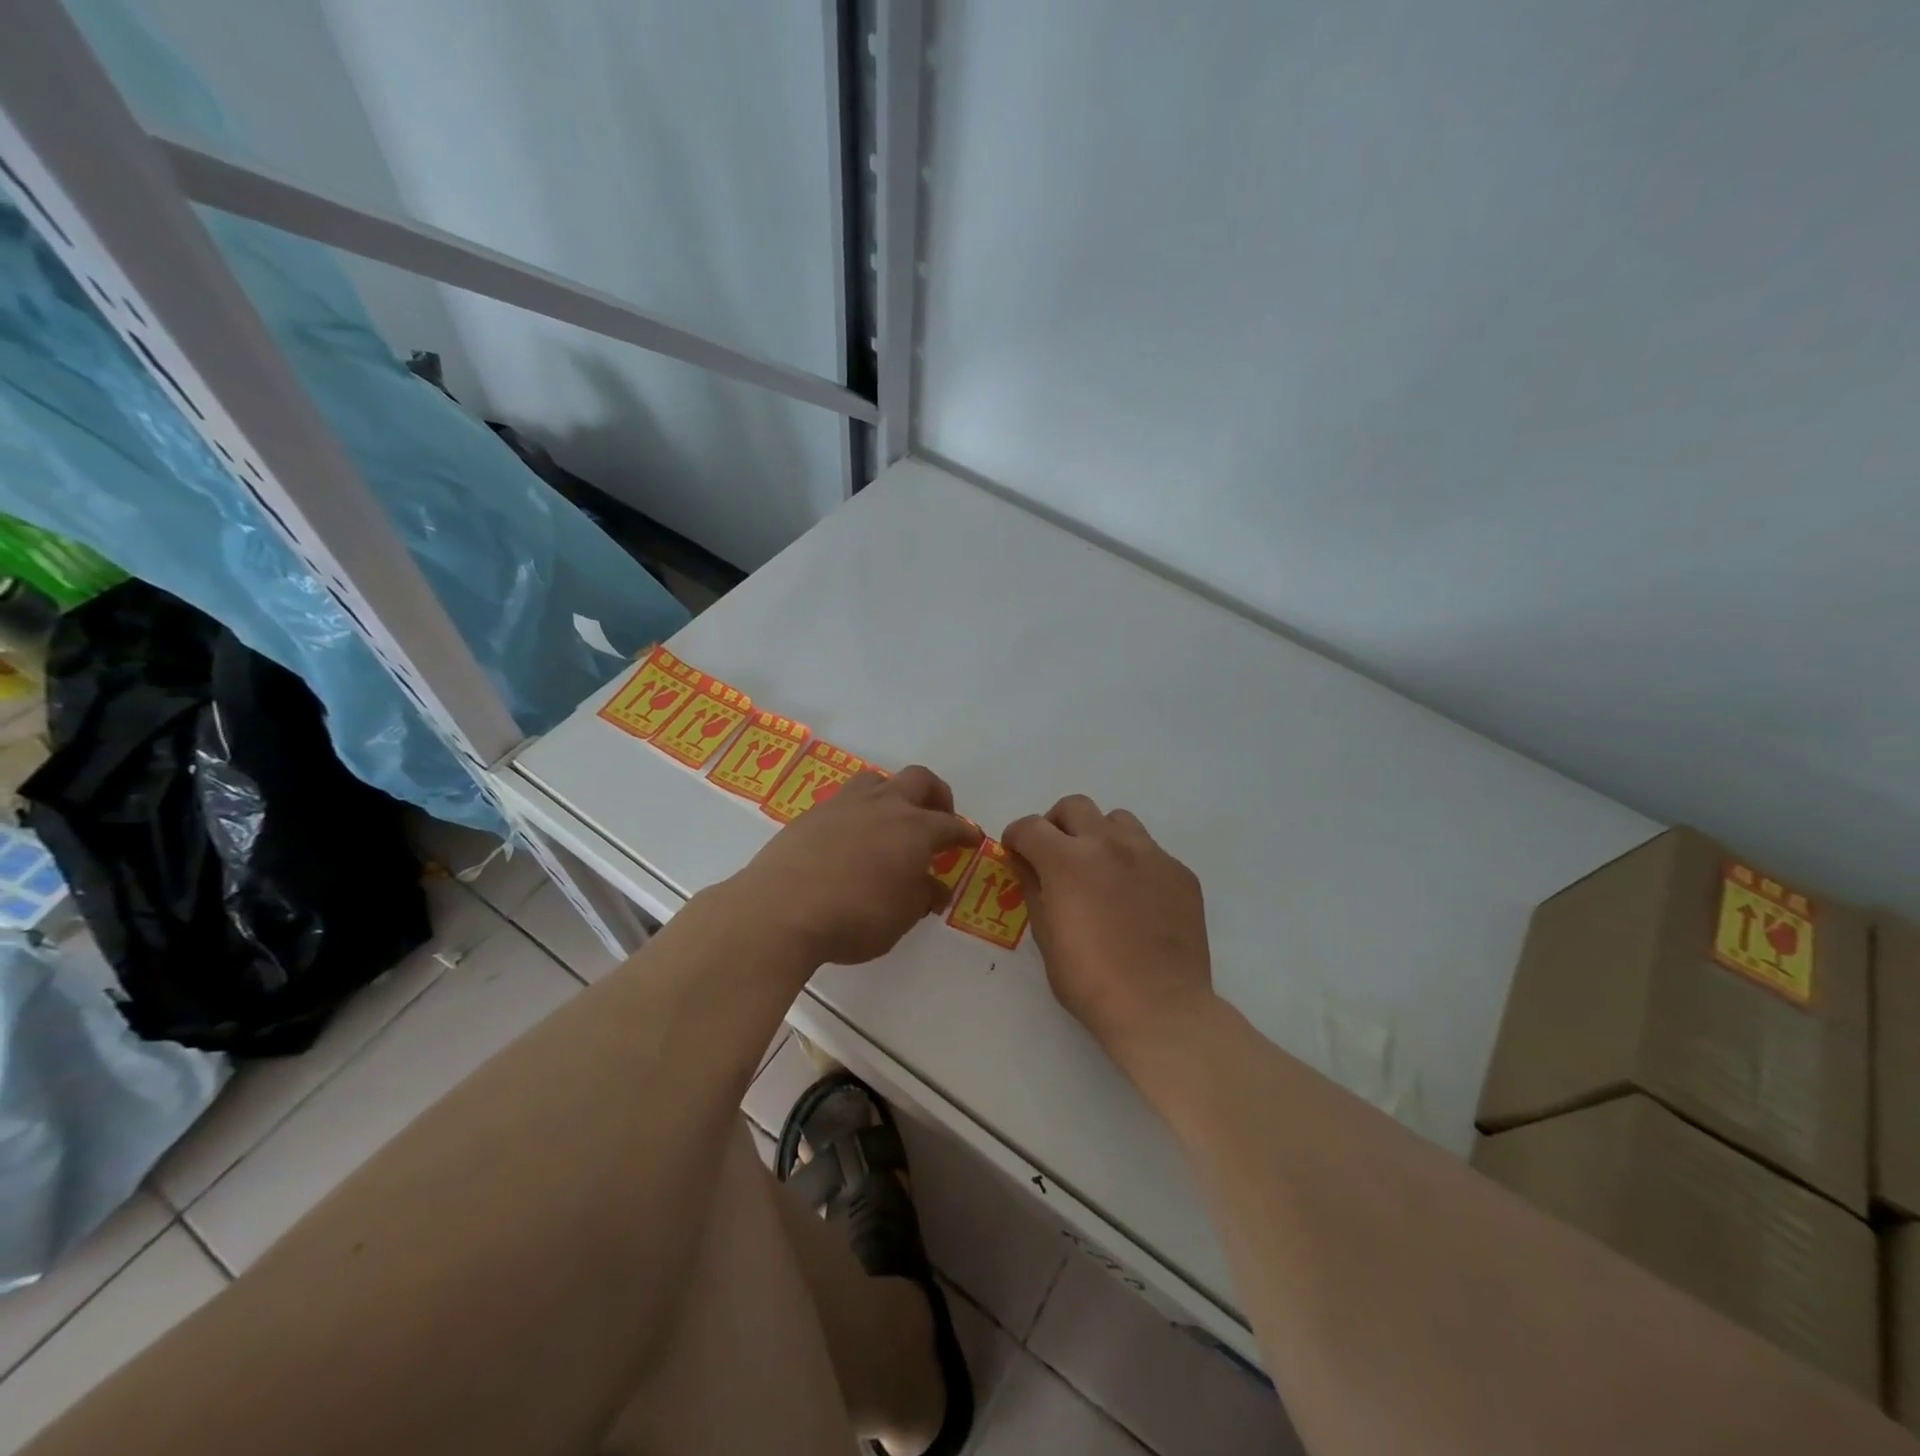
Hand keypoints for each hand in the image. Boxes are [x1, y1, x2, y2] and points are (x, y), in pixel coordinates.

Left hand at [736, 766, 981, 966]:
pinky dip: (858, 813)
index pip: (951, 824)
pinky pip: (844, 801)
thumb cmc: (854, 918)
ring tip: (891, 820)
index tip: (972, 840)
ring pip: (877, 780)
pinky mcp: (811, 813)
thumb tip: (934, 887)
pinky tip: (851, 838)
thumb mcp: (900, 917)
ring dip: (893, 793)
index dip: (965, 833)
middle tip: (938, 818)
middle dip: (936, 796)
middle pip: (919, 780)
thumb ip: (921, 896)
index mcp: (914, 829)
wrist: (780, 910)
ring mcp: (844, 804)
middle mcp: (884, 806)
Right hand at [1003, 795, 1214, 1063]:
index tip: (1016, 853)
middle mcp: (1109, 844)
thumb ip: (1033, 887)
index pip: (1030, 826)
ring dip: (1099, 836)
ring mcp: (1150, 854)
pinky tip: (1134, 898)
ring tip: (1099, 870)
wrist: (1161, 1008)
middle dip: (1056, 825)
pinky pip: (1149, 851)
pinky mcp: (1179, 872)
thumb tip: (1025, 862)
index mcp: (1068, 860)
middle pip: (1074, 806)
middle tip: (1055, 855)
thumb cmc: (1090, 981)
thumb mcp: (1045, 936)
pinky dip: (1133, 862)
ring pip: (1117, 820)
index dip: (1016, 837)